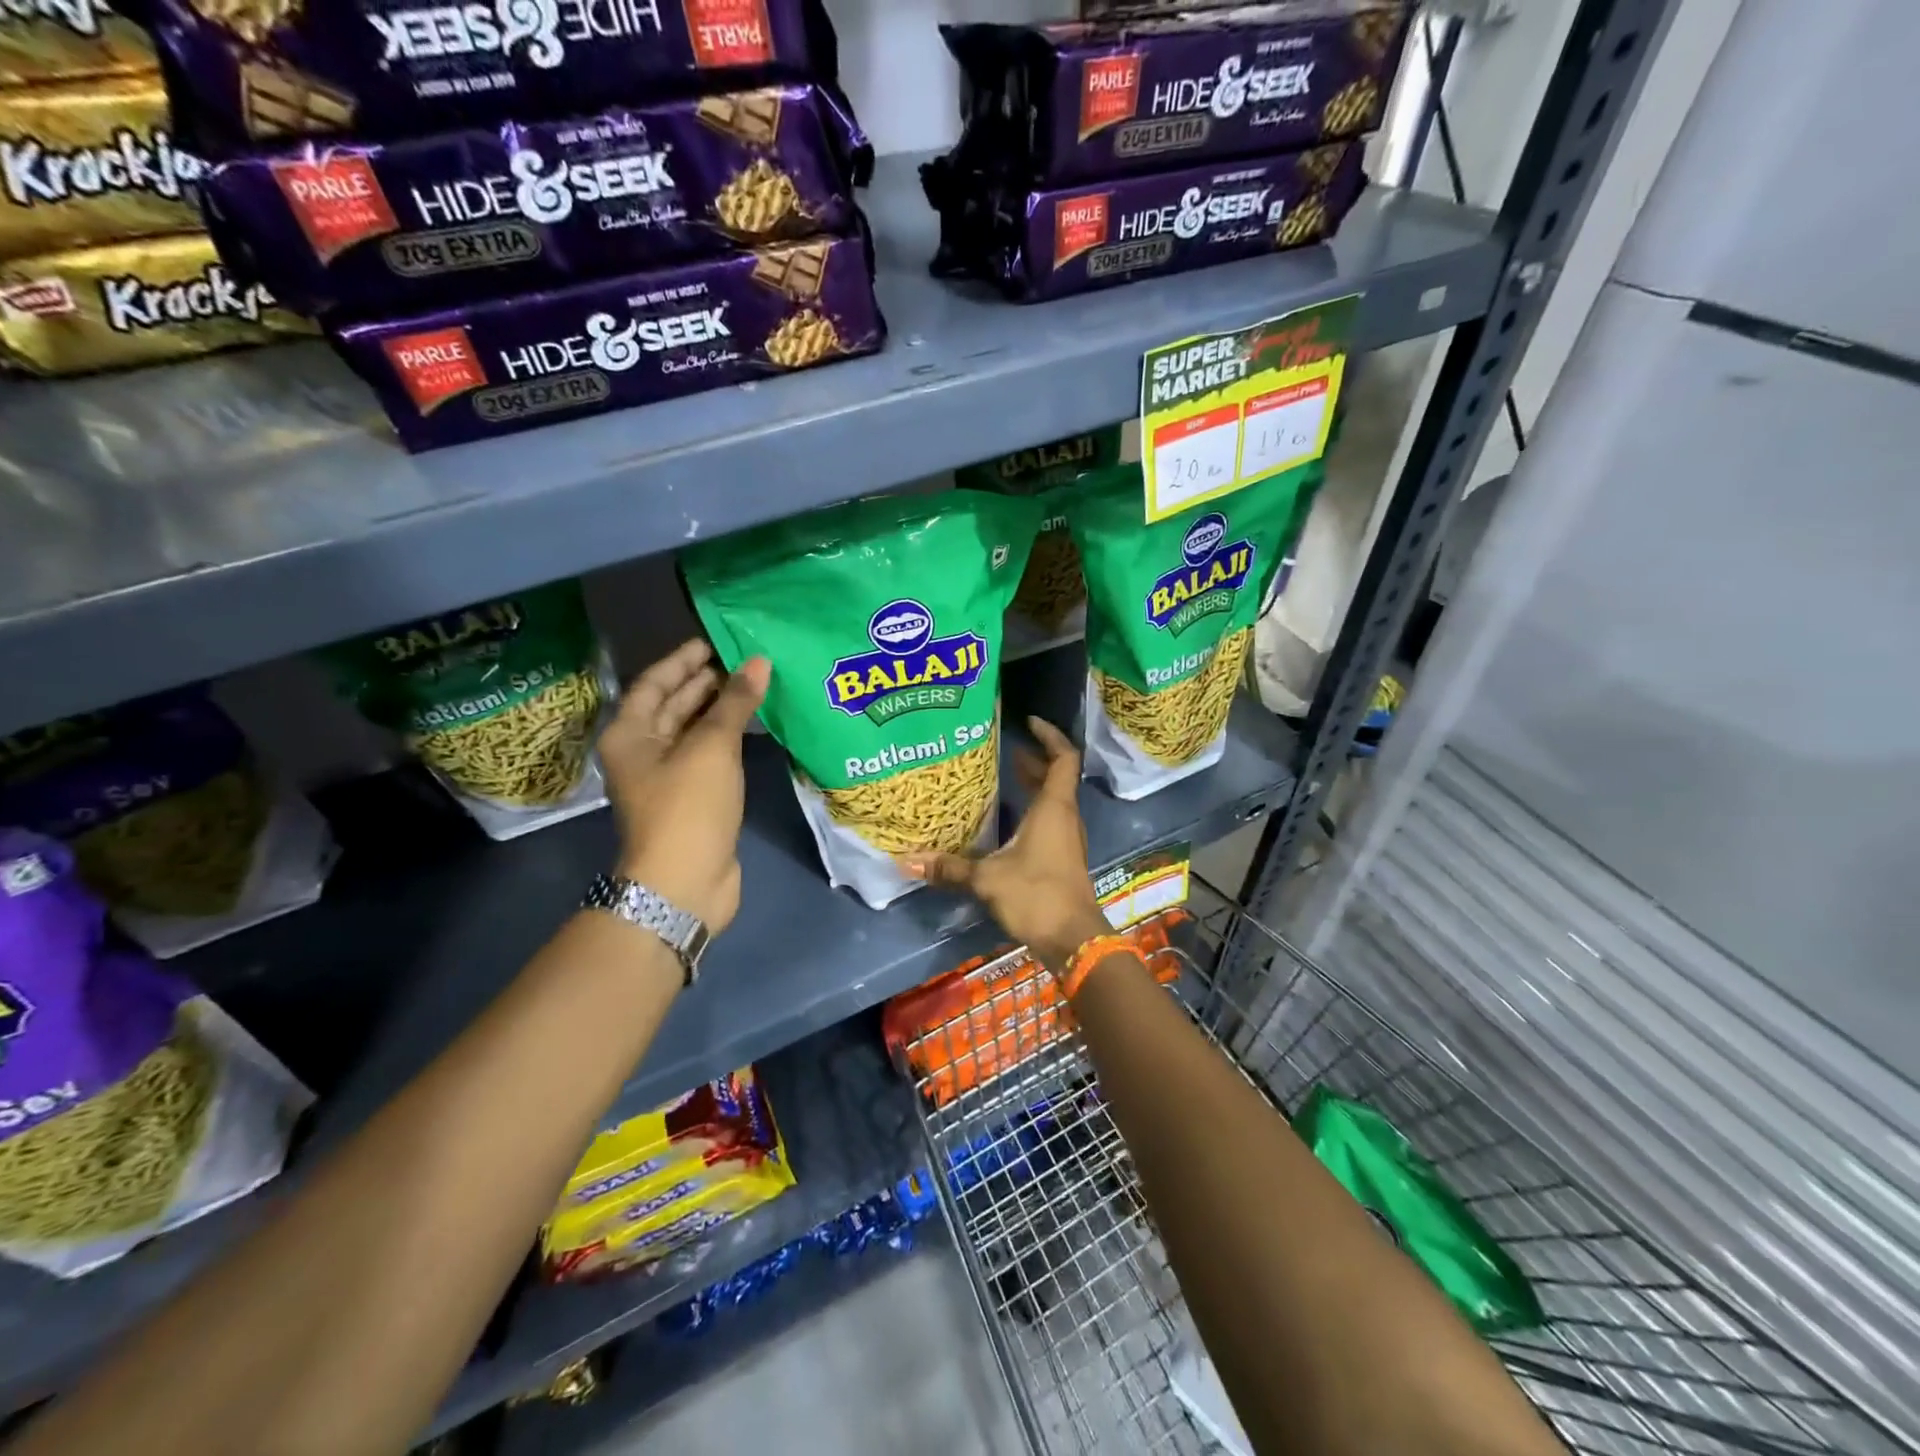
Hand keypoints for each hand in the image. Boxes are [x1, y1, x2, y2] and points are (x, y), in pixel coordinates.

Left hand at [598, 638, 769, 934]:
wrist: (685, 882)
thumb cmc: (688, 806)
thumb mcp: (711, 747)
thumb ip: (734, 702)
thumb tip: (758, 662)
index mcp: (630, 734)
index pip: (654, 683)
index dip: (682, 660)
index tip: (714, 642)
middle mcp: (643, 752)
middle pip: (672, 706)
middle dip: (706, 683)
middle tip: (744, 661)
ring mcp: (667, 778)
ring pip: (693, 731)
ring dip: (720, 710)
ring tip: (755, 685)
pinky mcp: (692, 798)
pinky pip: (709, 755)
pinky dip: (728, 738)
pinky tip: (754, 726)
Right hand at [899, 717, 1109, 972]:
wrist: (1073, 939)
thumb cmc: (1036, 894)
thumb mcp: (987, 878)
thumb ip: (950, 868)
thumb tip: (907, 861)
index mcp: (1054, 808)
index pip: (1062, 758)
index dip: (1049, 736)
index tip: (1029, 722)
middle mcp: (1064, 817)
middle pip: (1057, 777)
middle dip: (1034, 761)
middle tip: (1006, 750)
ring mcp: (1066, 839)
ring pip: (1053, 800)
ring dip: (1033, 786)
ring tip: (1004, 777)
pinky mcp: (1062, 858)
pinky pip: (1049, 821)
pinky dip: (1032, 810)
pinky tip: (1007, 821)